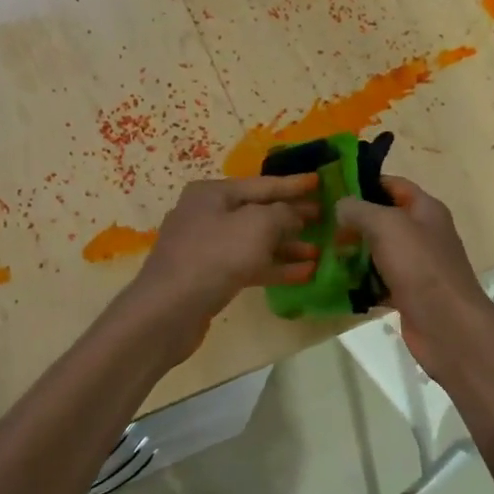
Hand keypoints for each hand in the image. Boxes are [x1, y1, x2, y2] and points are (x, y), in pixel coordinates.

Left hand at [131, 175, 320, 324]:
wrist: (168, 310)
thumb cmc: (215, 256)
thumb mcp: (257, 226)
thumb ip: (283, 214)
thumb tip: (294, 215)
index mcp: (212, 193)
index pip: (261, 184)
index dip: (292, 184)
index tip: (319, 182)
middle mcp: (206, 214)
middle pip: (257, 212)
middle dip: (292, 217)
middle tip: (325, 219)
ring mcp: (205, 247)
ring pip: (254, 241)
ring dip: (286, 246)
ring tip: (320, 251)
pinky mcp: (208, 276)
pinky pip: (247, 265)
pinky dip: (273, 267)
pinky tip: (303, 274)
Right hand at [335, 176, 493, 385]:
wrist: (447, 325)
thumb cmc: (419, 266)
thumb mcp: (386, 225)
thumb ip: (360, 210)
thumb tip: (341, 205)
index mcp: (425, 210)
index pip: (393, 185)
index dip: (364, 182)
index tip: (331, 187)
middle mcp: (423, 234)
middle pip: (383, 219)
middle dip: (352, 220)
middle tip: (319, 223)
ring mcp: (416, 265)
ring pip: (378, 251)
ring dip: (353, 252)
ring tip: (320, 251)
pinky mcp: (407, 293)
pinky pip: (378, 281)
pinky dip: (360, 282)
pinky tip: (335, 282)